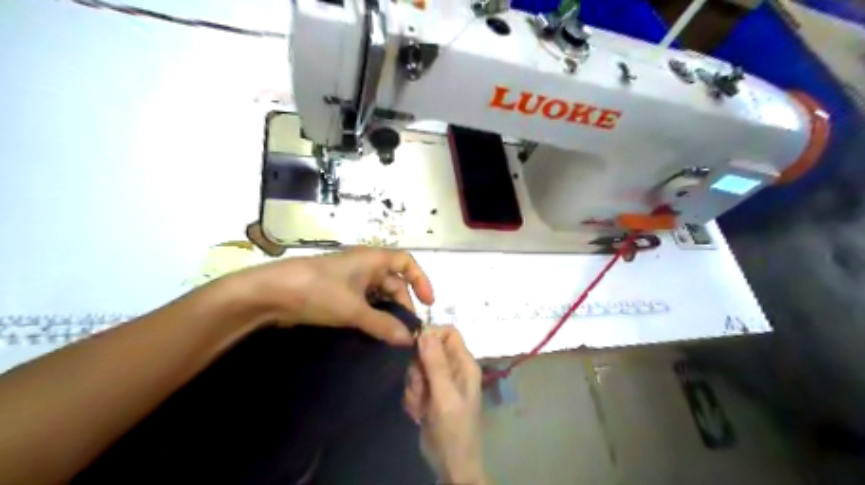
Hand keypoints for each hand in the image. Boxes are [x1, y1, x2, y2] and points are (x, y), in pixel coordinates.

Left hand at [227, 250, 431, 344]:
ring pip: (377, 294)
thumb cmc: (318, 291)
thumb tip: (409, 339)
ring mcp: (349, 279)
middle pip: (393, 281)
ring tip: (391, 335)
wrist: (269, 293)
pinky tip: (371, 332)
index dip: (421, 280)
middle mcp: (364, 265)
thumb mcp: (354, 309)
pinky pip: (362, 301)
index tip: (427, 304)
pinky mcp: (336, 292)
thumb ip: (383, 324)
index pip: (407, 263)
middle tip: (406, 330)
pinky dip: (370, 315)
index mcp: (373, 259)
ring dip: (386, 312)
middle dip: (403, 303)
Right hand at [401, 329, 483, 482]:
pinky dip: (412, 397)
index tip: (415, 348)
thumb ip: (435, 363)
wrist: (450, 463)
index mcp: (464, 363)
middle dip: (418, 368)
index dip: (431, 335)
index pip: (448, 332)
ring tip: (421, 405)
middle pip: (428, 349)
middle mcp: (453, 368)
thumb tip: (425, 330)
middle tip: (421, 387)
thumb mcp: (444, 394)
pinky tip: (418, 413)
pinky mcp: (429, 394)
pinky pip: (414, 384)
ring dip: (414, 386)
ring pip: (418, 367)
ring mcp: (440, 381)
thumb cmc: (454, 428)